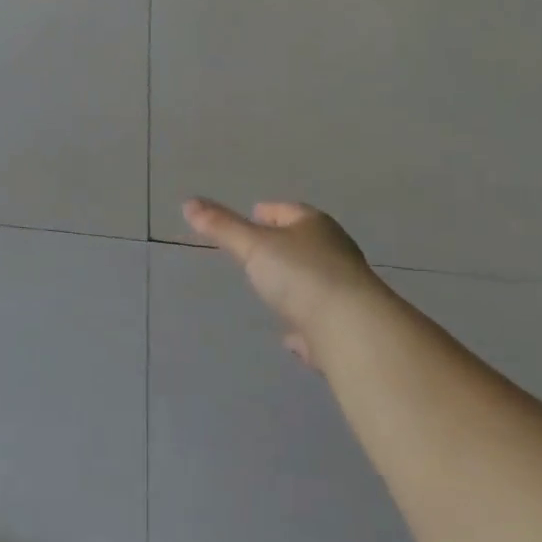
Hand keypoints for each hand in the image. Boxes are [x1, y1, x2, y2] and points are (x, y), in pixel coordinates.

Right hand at [182, 198, 376, 370]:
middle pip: (306, 243)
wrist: (352, 330)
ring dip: (296, 283)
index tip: (254, 214)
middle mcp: (336, 254)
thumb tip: (188, 203)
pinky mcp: (346, 327)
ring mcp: (344, 291)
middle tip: (258, 249)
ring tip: (271, 291)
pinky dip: (304, 324)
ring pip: (315, 281)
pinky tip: (291, 338)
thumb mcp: (253, 246)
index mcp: (315, 227)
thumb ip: (222, 227)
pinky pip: (319, 321)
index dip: (270, 211)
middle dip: (284, 245)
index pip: (289, 210)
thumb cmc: (301, 275)